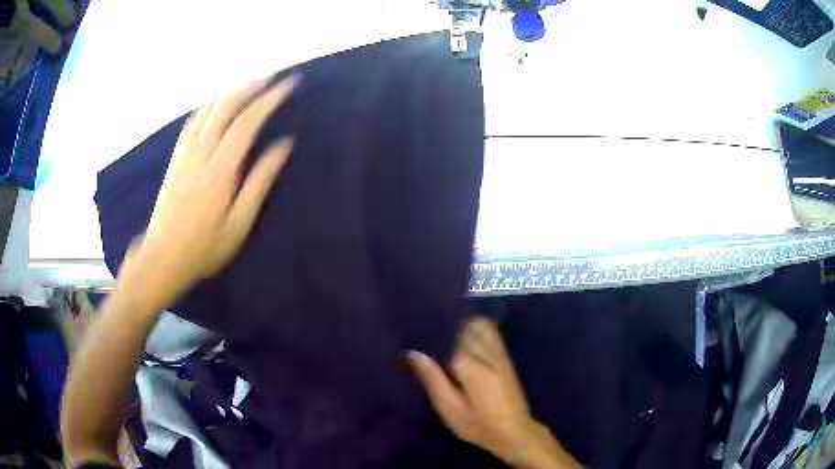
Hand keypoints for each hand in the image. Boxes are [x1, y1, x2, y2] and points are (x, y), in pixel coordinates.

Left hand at [124, 75, 296, 306]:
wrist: (162, 256)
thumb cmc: (204, 246)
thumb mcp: (239, 223)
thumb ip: (260, 181)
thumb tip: (283, 146)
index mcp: (220, 169)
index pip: (247, 121)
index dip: (269, 99)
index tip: (289, 85)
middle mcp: (201, 152)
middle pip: (225, 106)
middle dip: (251, 86)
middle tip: (273, 76)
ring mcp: (185, 152)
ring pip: (208, 109)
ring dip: (230, 91)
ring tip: (250, 83)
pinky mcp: (176, 157)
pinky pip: (193, 120)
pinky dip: (209, 104)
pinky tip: (217, 103)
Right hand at [408, 317, 581, 468]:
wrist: (515, 433)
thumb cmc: (478, 425)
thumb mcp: (450, 409)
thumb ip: (433, 379)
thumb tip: (412, 353)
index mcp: (471, 366)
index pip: (449, 336)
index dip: (433, 335)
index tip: (417, 337)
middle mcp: (487, 354)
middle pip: (467, 325)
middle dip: (449, 327)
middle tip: (432, 339)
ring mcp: (500, 355)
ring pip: (482, 326)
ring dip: (464, 327)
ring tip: (448, 341)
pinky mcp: (506, 359)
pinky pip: (492, 334)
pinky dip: (477, 332)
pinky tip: (466, 345)